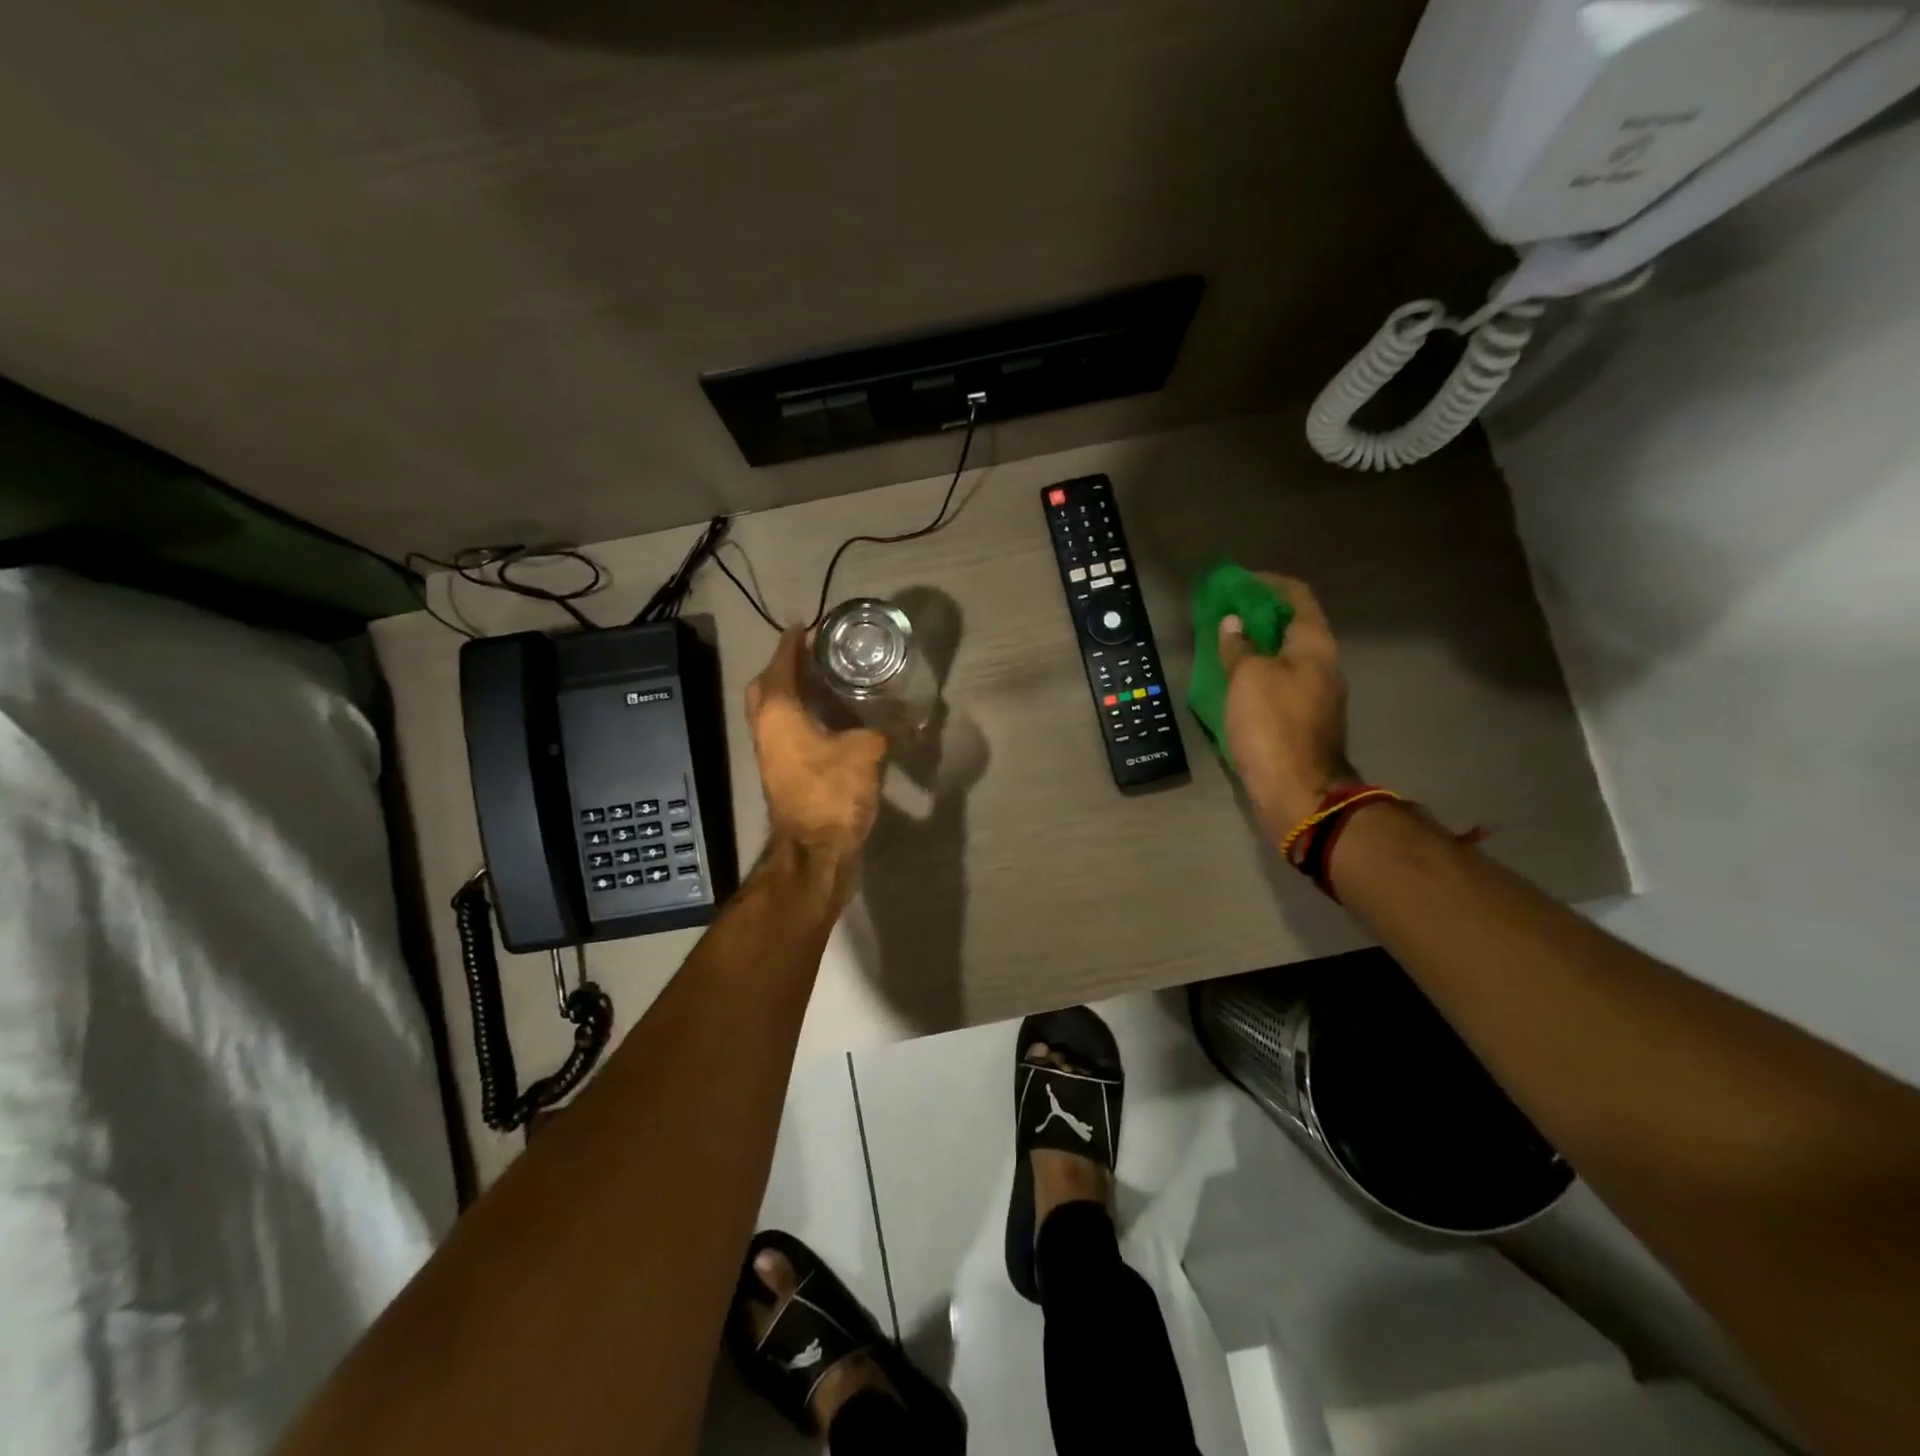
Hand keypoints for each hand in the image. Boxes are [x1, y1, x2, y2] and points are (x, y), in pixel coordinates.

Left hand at [746, 629, 886, 874]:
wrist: (815, 851)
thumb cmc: (833, 793)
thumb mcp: (867, 753)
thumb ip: (888, 729)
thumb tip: (916, 717)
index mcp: (779, 712)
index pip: (780, 666)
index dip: (792, 643)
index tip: (805, 626)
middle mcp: (766, 728)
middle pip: (765, 687)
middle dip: (784, 667)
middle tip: (812, 655)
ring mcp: (771, 753)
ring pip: (772, 711)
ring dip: (790, 692)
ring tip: (823, 680)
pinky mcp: (782, 772)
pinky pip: (784, 730)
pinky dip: (799, 716)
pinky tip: (829, 718)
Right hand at [1220, 574, 1360, 842]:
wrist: (1297, 790)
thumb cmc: (1272, 725)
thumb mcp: (1248, 678)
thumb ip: (1239, 646)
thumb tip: (1234, 624)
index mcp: (1314, 645)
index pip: (1296, 597)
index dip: (1268, 583)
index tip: (1237, 581)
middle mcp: (1322, 664)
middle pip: (1292, 626)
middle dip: (1259, 615)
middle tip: (1224, 613)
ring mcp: (1316, 694)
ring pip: (1284, 656)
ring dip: (1256, 646)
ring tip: (1223, 645)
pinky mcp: (1304, 719)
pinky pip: (1279, 682)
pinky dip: (1257, 672)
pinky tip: (1233, 681)